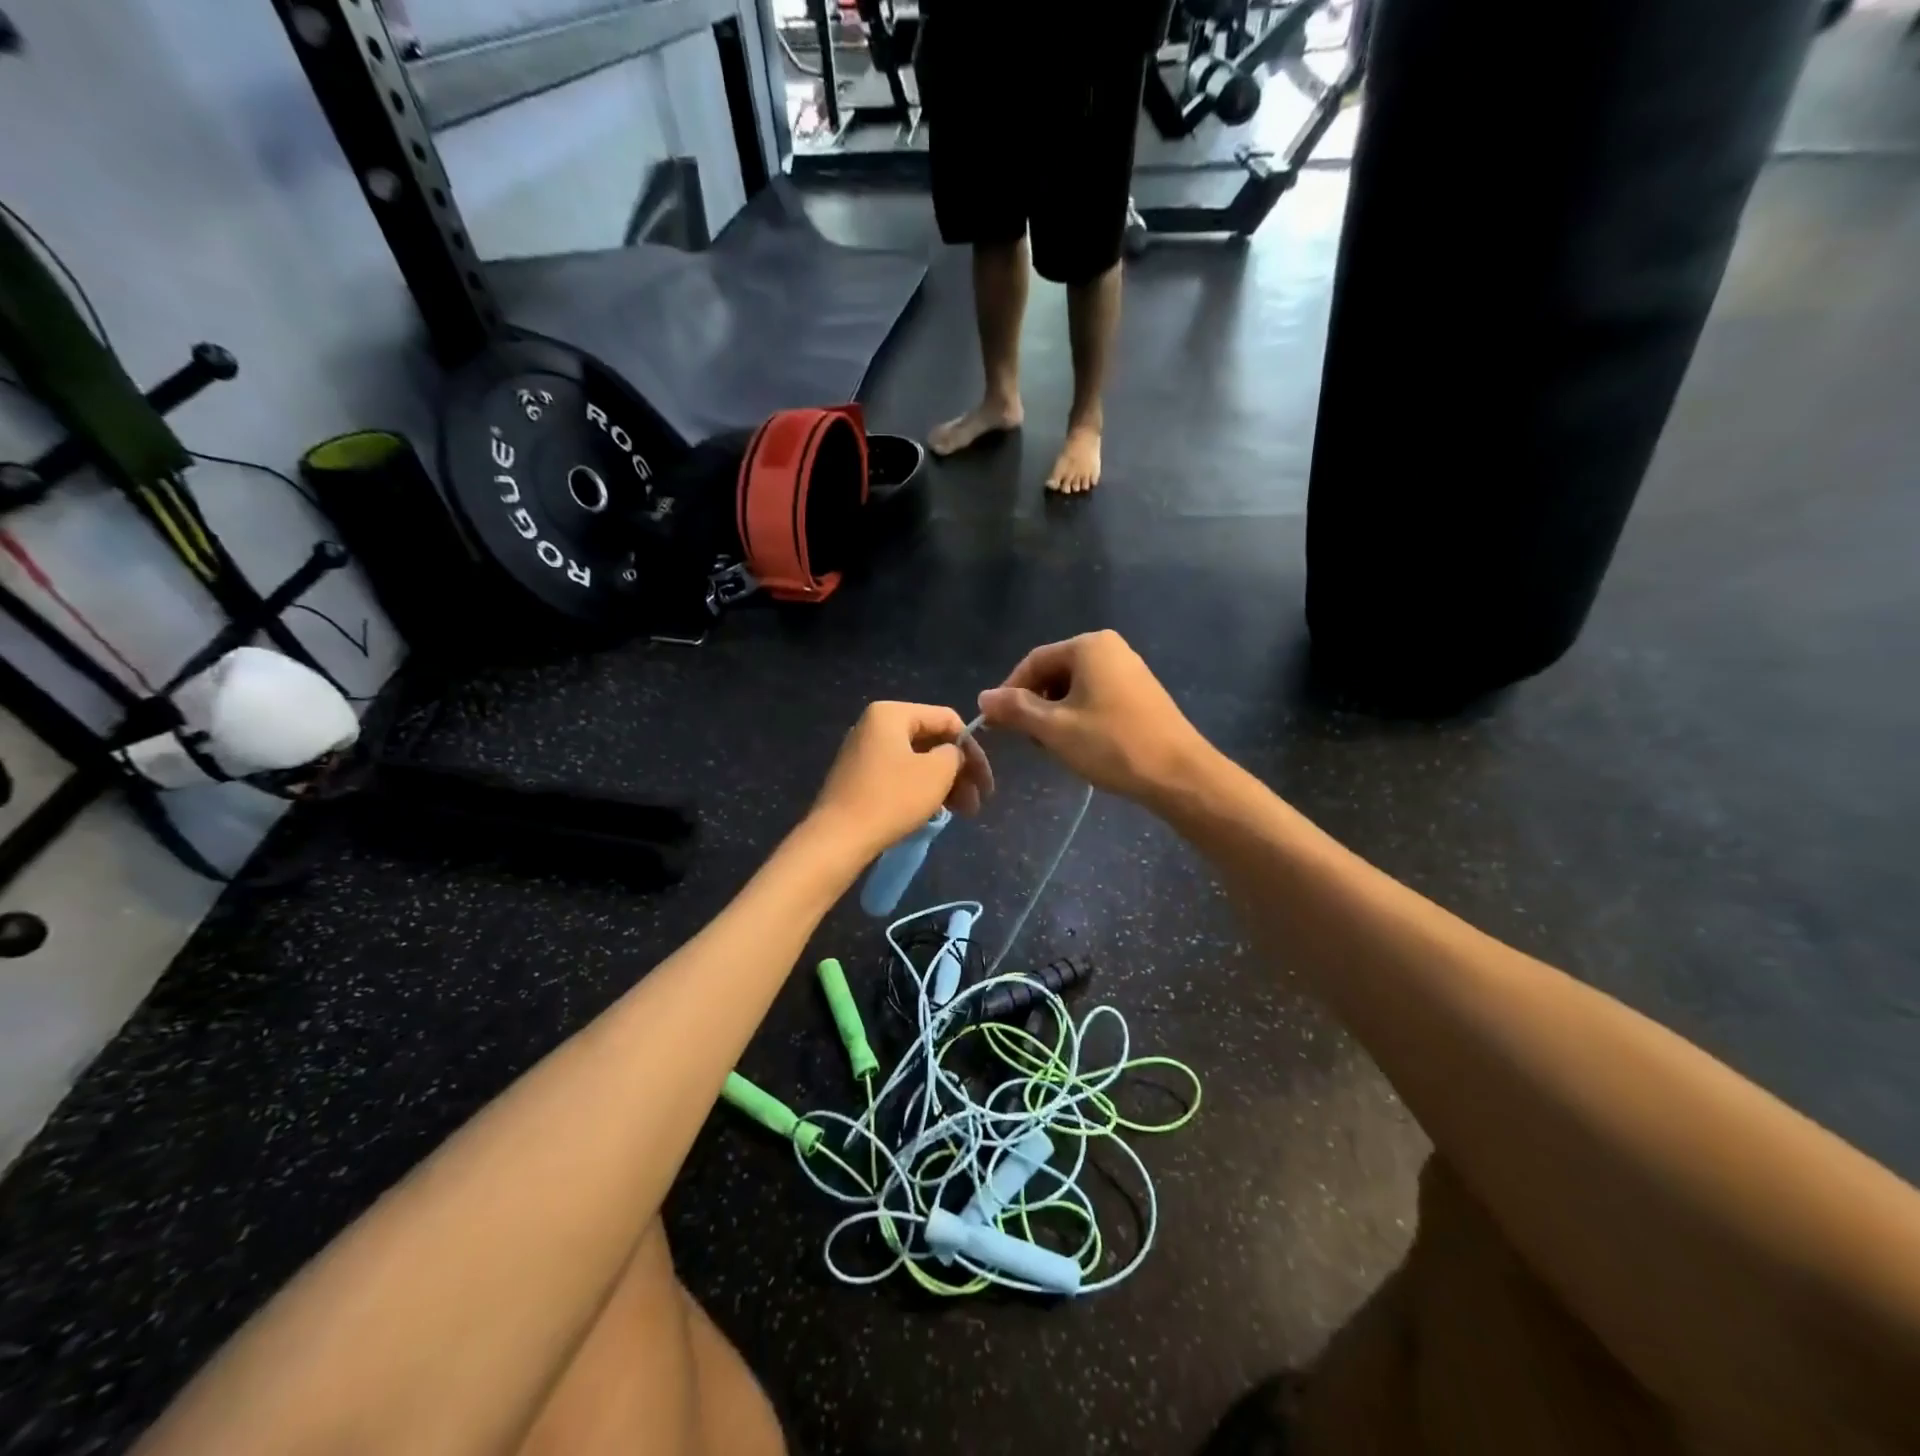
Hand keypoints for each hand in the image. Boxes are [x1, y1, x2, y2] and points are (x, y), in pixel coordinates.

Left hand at [809, 702, 992, 859]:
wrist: (839, 838)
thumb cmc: (892, 798)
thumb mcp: (937, 772)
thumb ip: (955, 754)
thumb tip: (953, 755)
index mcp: (892, 713)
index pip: (947, 719)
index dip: (973, 749)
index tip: (985, 782)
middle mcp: (875, 725)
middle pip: (932, 741)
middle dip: (960, 771)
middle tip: (977, 802)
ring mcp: (864, 752)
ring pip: (918, 761)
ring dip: (945, 784)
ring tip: (963, 813)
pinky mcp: (860, 778)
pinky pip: (900, 775)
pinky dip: (922, 790)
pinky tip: (937, 811)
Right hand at [976, 631, 1210, 805]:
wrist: (1178, 774)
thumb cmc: (1111, 744)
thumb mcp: (1054, 728)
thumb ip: (1015, 709)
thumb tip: (984, 697)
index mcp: (1089, 646)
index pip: (1033, 662)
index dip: (1010, 692)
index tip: (997, 724)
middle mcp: (1111, 648)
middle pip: (1054, 673)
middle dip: (1035, 705)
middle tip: (1029, 741)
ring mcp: (1129, 670)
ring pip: (1075, 688)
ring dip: (1056, 715)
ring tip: (1054, 747)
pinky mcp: (1141, 694)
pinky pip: (1096, 697)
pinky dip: (1079, 718)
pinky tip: (1081, 745)